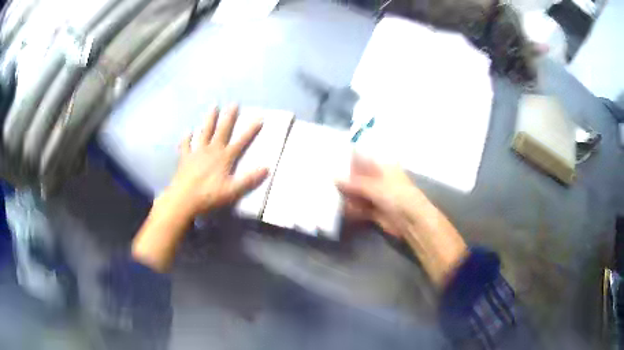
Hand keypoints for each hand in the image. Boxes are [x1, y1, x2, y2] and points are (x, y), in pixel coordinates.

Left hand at [132, 105, 267, 271]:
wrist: (184, 199)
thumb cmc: (209, 195)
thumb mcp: (232, 191)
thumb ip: (249, 179)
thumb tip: (267, 168)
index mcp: (224, 157)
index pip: (241, 141)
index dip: (251, 130)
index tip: (259, 117)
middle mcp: (211, 150)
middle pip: (222, 130)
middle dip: (229, 117)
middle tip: (234, 103)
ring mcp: (197, 152)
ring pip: (204, 132)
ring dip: (209, 119)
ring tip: (213, 106)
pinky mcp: (185, 157)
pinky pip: (186, 145)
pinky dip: (187, 138)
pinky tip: (188, 132)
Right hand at [336, 154, 428, 237]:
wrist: (411, 220)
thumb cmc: (397, 195)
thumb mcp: (374, 186)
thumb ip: (353, 183)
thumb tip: (334, 177)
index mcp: (381, 167)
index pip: (362, 159)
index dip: (347, 160)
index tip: (329, 160)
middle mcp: (378, 179)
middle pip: (357, 177)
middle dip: (343, 179)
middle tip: (323, 180)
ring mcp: (376, 195)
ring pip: (356, 193)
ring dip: (345, 195)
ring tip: (327, 195)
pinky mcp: (374, 210)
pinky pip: (359, 207)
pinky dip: (350, 208)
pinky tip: (339, 209)